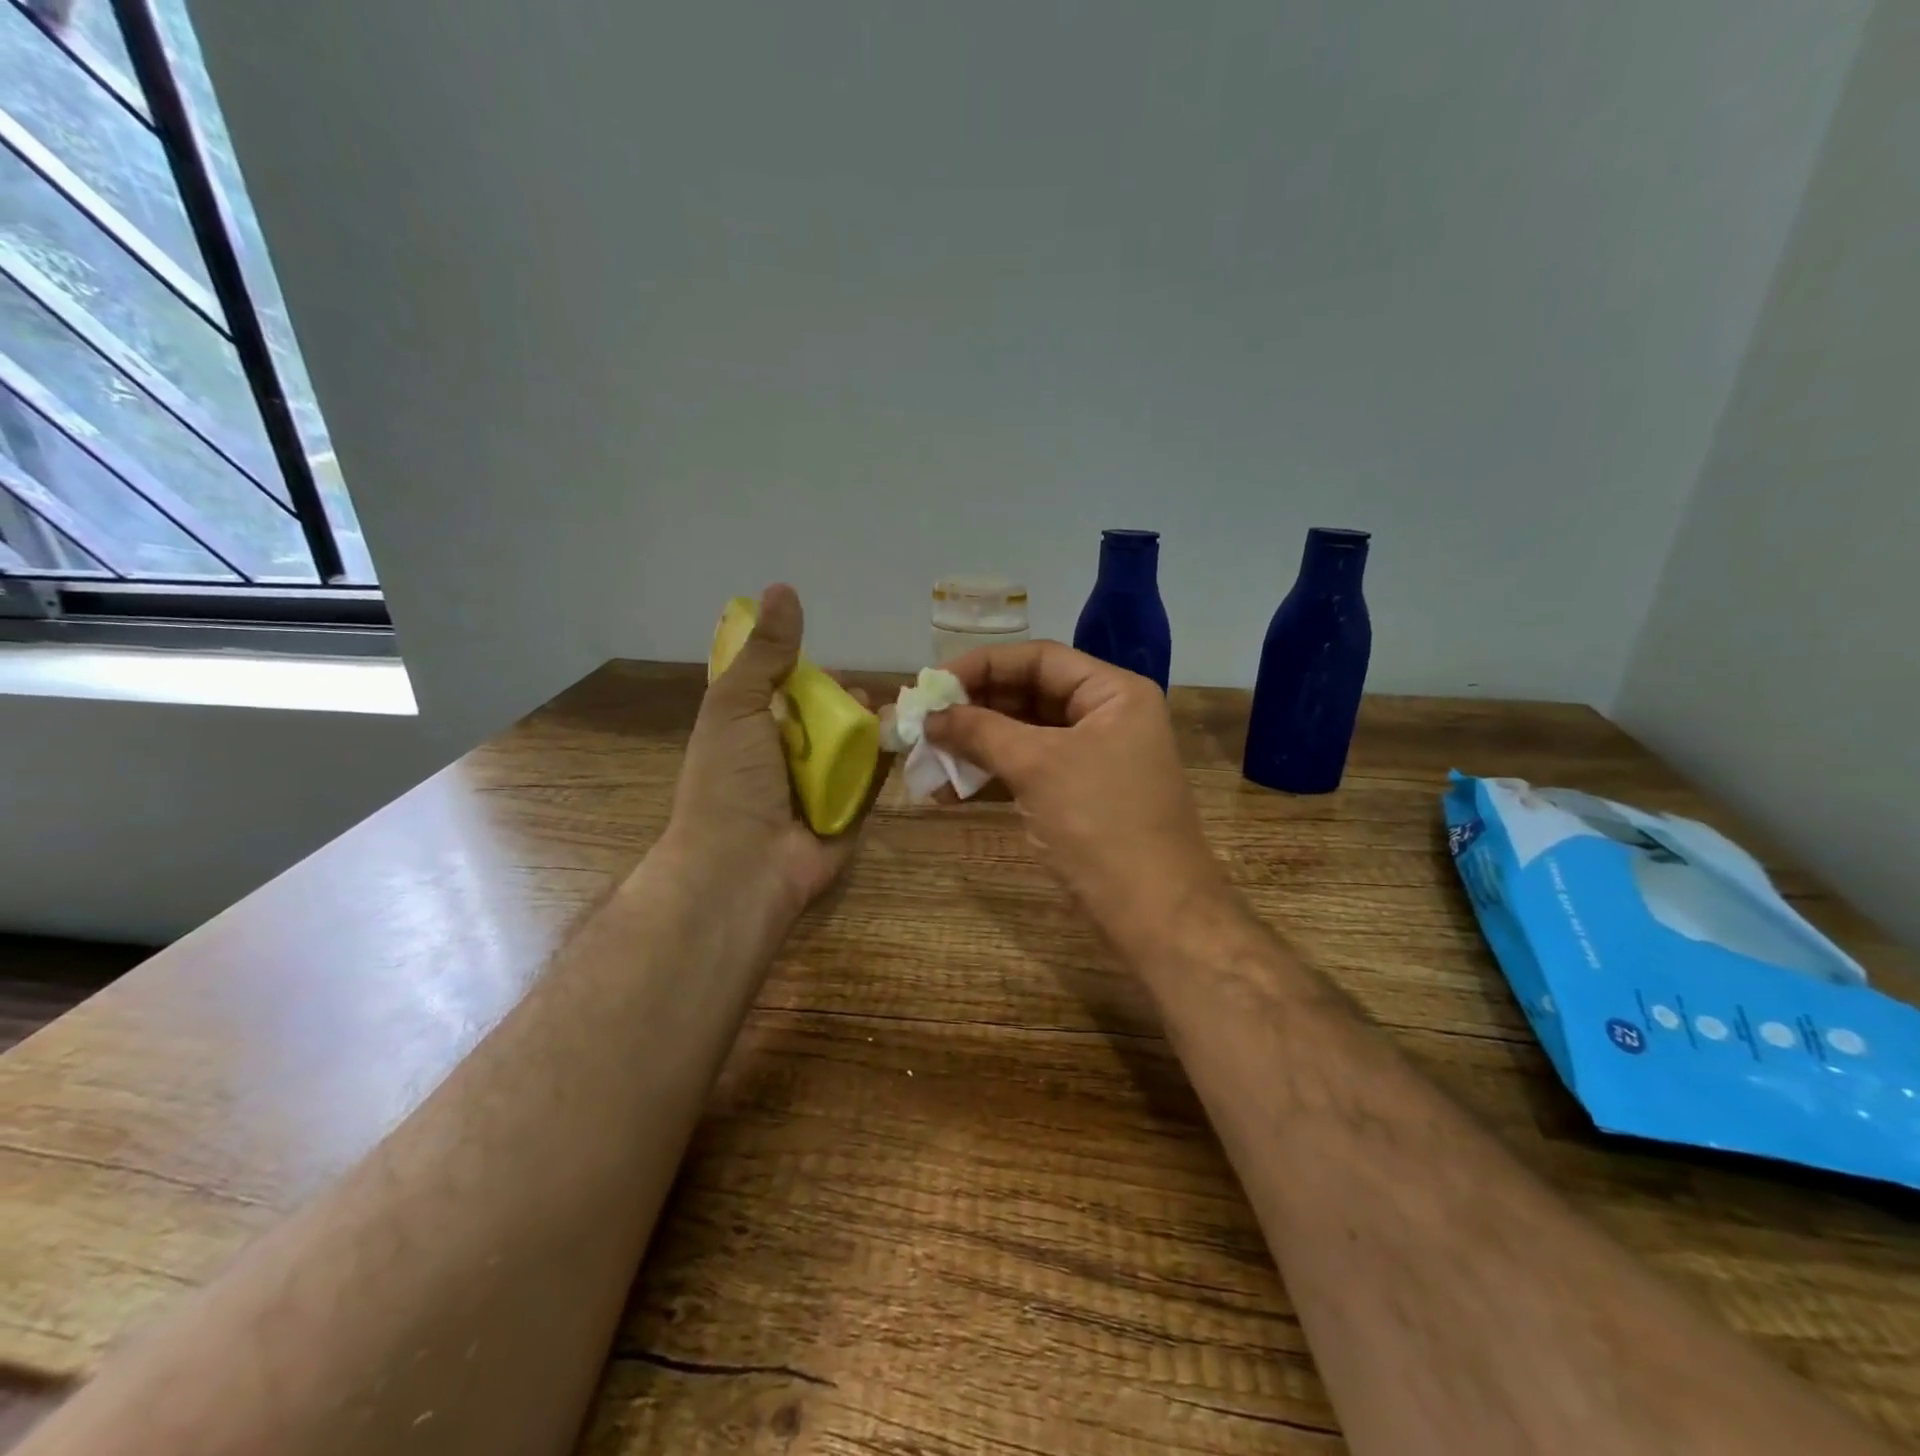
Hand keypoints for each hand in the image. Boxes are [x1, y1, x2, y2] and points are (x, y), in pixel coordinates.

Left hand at [666, 584, 874, 918]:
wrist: (742, 867)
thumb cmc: (730, 781)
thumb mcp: (736, 705)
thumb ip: (764, 653)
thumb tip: (782, 587)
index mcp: (751, 733)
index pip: (785, 694)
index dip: (808, 676)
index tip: (828, 667)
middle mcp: (784, 760)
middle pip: (825, 719)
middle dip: (847, 703)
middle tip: (861, 697)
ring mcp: (818, 791)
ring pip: (853, 748)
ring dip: (871, 729)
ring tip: (888, 715)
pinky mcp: (849, 816)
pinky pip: (873, 782)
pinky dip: (886, 761)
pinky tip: (903, 740)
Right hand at [925, 641, 1229, 950]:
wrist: (1155, 916)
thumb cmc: (1101, 826)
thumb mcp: (1037, 767)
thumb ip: (980, 731)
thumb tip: (930, 715)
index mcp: (1113, 693)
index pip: (1039, 658)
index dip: (982, 666)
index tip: (932, 685)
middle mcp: (1107, 716)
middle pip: (1030, 695)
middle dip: (974, 709)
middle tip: (924, 722)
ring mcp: (1095, 758)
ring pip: (1025, 735)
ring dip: (976, 745)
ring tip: (927, 758)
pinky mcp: (1081, 796)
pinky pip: (1030, 770)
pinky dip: (992, 775)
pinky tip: (950, 790)